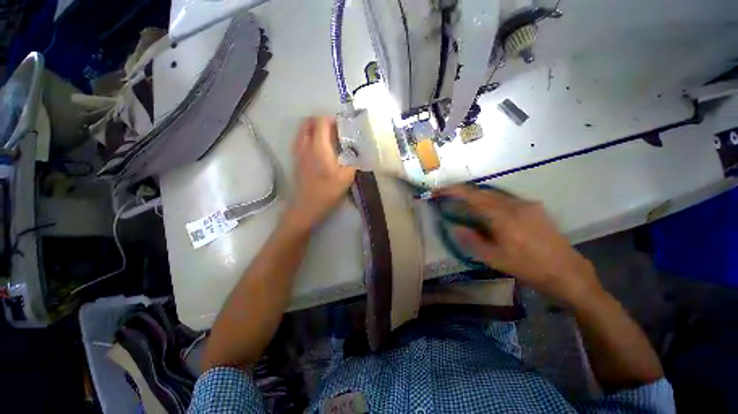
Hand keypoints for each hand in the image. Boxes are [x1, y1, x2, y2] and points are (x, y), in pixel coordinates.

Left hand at [285, 117, 355, 229]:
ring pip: (302, 131)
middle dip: (321, 122)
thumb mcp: (347, 177)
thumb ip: (353, 162)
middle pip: (308, 122)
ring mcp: (298, 152)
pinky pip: (300, 141)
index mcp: (319, 146)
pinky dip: (309, 138)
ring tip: (327, 139)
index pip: (321, 121)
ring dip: (313, 129)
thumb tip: (357, 153)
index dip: (331, 119)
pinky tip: (319, 150)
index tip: (342, 126)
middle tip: (334, 130)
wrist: (307, 206)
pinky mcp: (296, 160)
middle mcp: (305, 145)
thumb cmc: (327, 191)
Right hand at [440, 185, 601, 306]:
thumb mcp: (495, 259)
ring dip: (476, 196)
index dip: (454, 191)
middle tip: (449, 197)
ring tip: (465, 204)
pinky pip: (505, 198)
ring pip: (494, 194)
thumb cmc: (529, 268)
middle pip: (483, 192)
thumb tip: (455, 227)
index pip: (473, 197)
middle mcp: (515, 205)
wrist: (568, 272)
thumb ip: (472, 241)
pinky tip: (487, 211)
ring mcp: (526, 204)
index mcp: (503, 217)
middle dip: (463, 192)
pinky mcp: (534, 207)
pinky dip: (490, 200)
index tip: (440, 190)